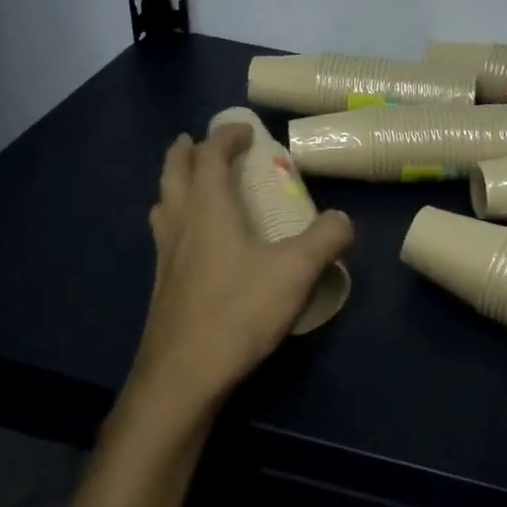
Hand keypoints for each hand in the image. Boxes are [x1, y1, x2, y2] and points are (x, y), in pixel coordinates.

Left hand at [128, 123, 352, 421]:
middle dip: (186, 151)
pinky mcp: (162, 287)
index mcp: (208, 209)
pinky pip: (165, 235)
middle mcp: (180, 225)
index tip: (246, 129)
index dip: (226, 136)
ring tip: (189, 184)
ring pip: (163, 205)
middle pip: (173, 173)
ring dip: (174, 185)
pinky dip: (175, 220)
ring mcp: (165, 257)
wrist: (182, 376)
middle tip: (198, 140)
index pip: (211, 156)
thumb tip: (344, 219)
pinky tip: (192, 243)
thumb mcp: (295, 271)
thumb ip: (325, 239)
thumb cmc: (237, 312)